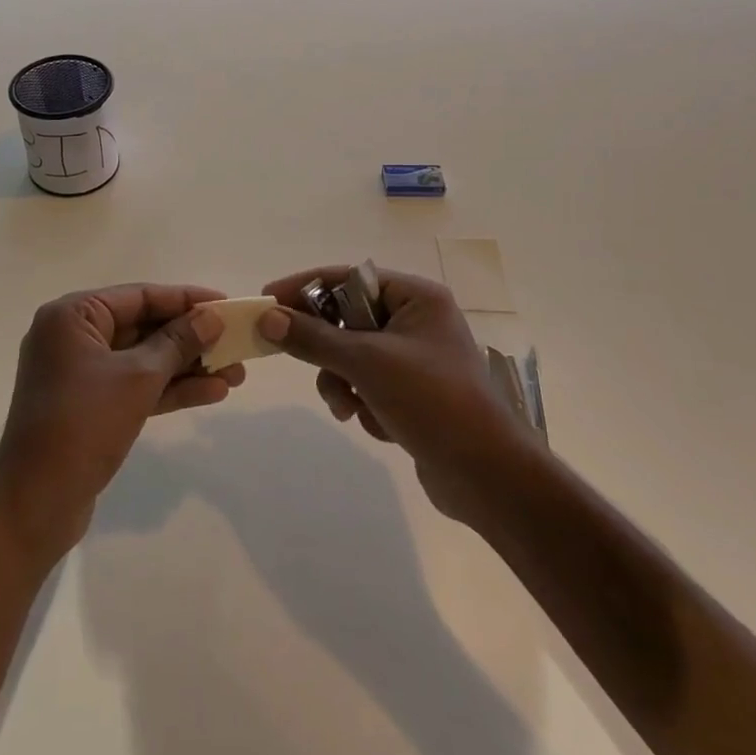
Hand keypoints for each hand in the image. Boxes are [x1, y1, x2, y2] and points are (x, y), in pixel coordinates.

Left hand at [0, 284, 243, 562]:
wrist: (35, 503)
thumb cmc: (83, 425)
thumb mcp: (138, 378)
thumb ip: (178, 342)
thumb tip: (211, 316)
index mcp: (73, 316)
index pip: (140, 296)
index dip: (186, 299)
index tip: (227, 303)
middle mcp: (73, 337)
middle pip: (143, 326)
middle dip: (192, 338)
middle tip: (236, 344)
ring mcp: (80, 373)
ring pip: (143, 359)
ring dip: (187, 366)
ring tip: (236, 374)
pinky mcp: (89, 405)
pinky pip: (135, 386)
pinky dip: (169, 389)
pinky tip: (212, 392)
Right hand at [258, 266, 525, 524]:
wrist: (488, 476)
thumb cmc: (432, 401)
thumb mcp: (366, 364)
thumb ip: (313, 338)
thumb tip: (267, 318)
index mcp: (416, 298)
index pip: (348, 278)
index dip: (304, 287)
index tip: (267, 301)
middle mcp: (417, 320)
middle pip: (347, 320)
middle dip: (328, 351)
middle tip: (300, 361)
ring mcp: (416, 358)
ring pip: (353, 357)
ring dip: (343, 383)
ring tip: (349, 409)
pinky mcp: (413, 393)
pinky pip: (368, 384)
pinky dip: (364, 403)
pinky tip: (378, 425)